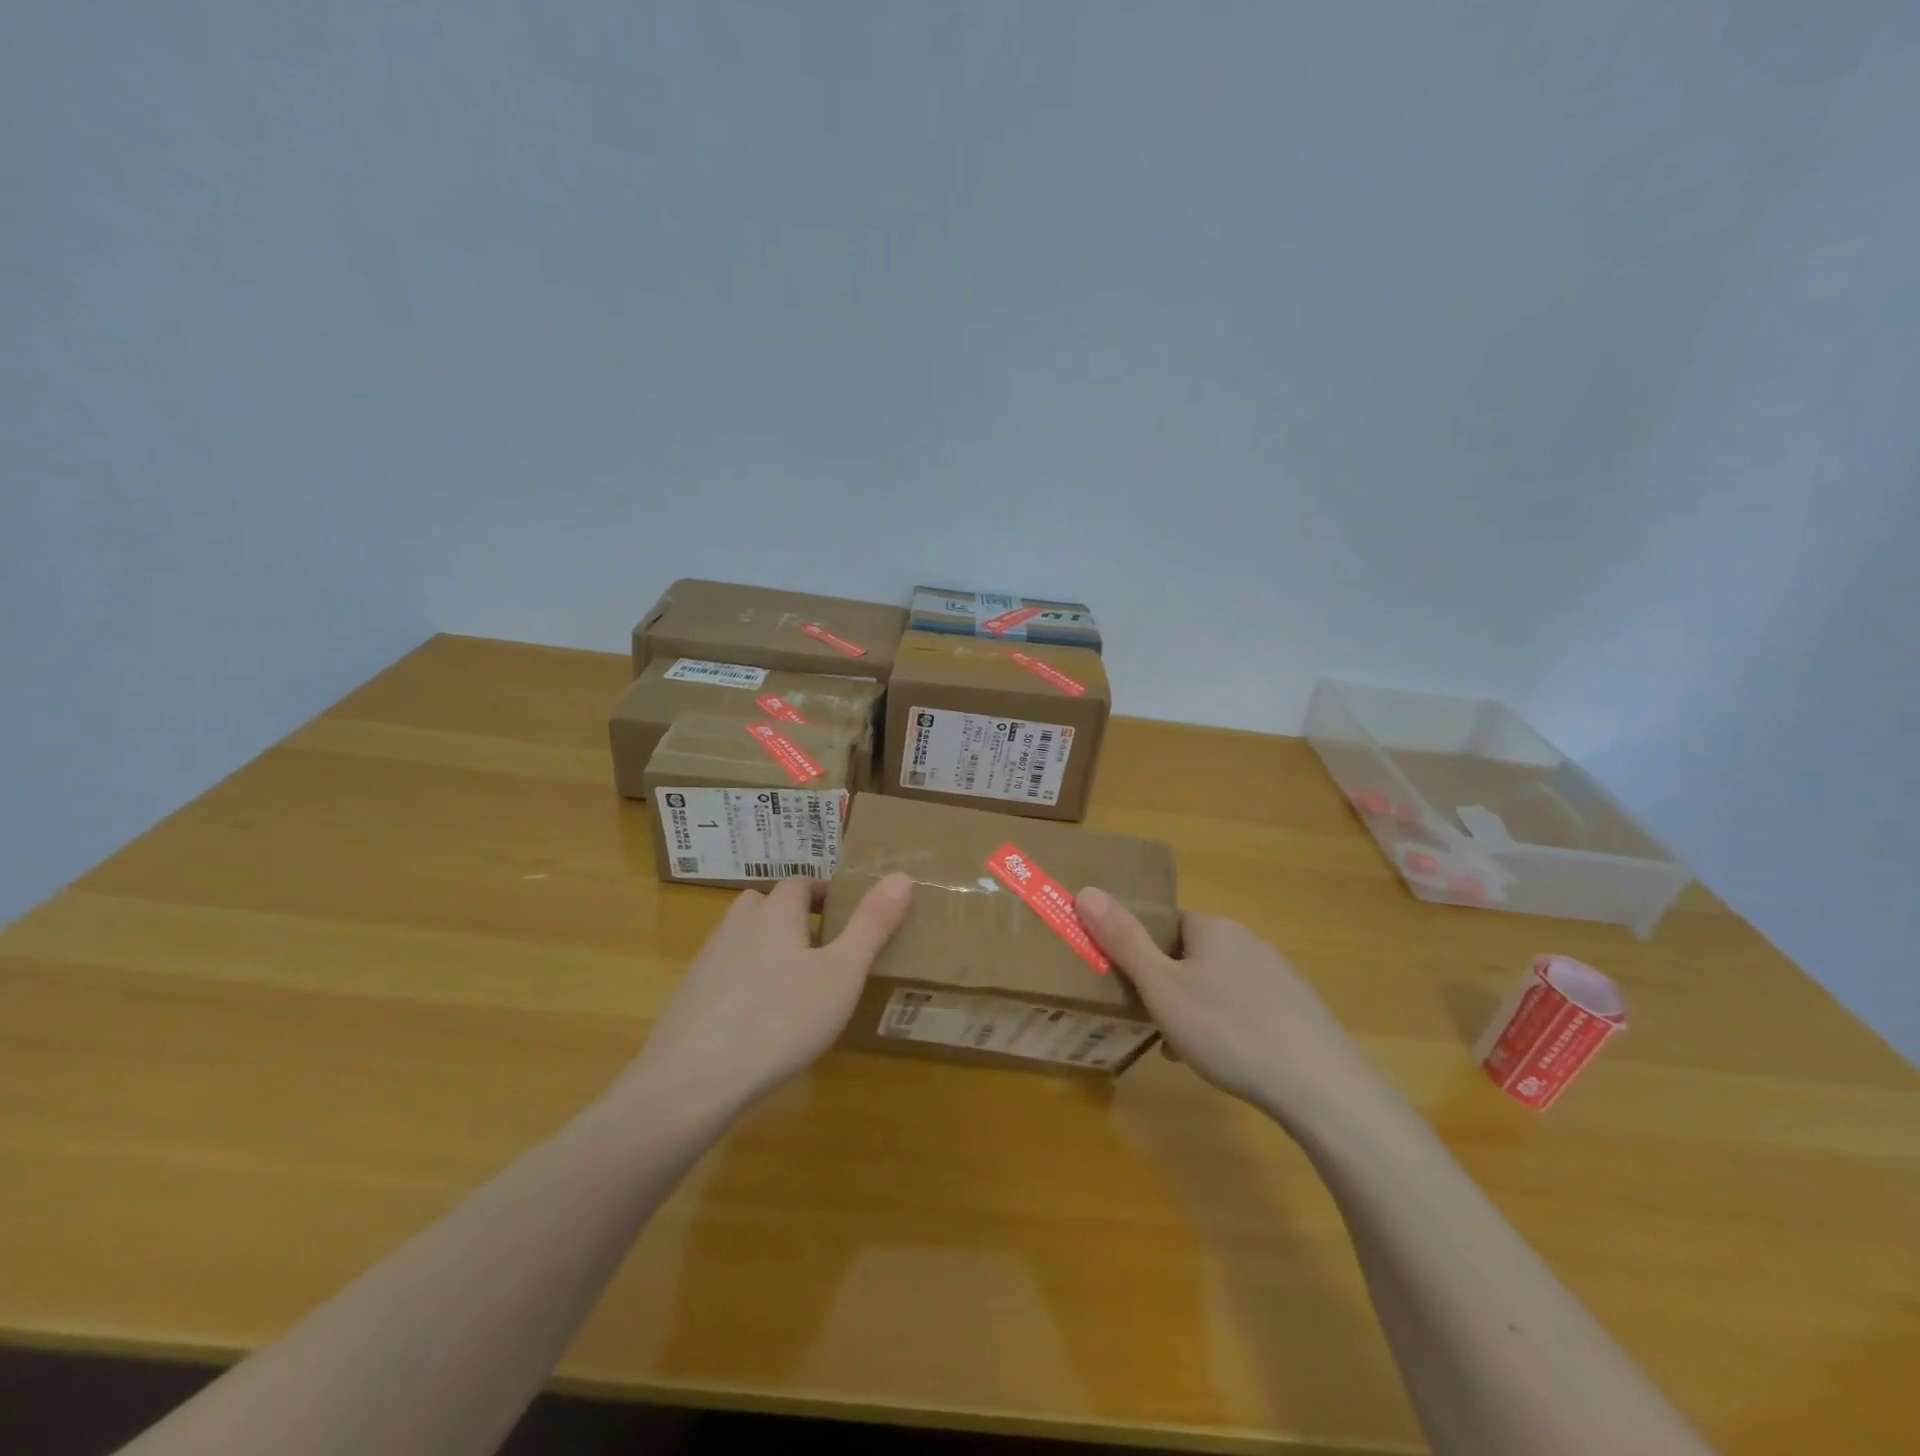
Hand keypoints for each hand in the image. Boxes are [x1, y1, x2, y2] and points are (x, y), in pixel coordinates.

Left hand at [626, 874, 911, 1117]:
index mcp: (775, 913)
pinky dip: (744, 982)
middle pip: (766, 905)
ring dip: (767, 948)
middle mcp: (738, 925)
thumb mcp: (842, 973)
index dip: (824, 893)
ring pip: (743, 938)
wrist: (691, 1081)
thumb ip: (872, 925)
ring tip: (794, 984)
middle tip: (823, 949)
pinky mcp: (689, 997)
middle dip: (793, 917)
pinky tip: (758, 1020)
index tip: (847, 916)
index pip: (800, 883)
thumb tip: (902, 876)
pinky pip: (724, 974)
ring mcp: (707, 961)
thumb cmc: (780, 1019)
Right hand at [1076, 889, 1393, 1133]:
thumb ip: (1123, 940)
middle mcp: (1248, 941)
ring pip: (1219, 986)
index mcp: (1213, 928)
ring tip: (1190, 1052)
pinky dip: (1230, 1029)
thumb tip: (1086, 890)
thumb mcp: (1161, 987)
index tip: (1137, 991)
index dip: (1145, 955)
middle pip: (1191, 956)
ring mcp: (1279, 976)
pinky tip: (1230, 1063)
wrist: (1319, 1086)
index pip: (1167, 926)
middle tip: (1158, 1025)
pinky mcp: (1299, 1011)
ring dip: (1198, 1011)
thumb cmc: (1227, 1029)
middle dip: (1170, 988)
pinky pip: (1248, 1010)